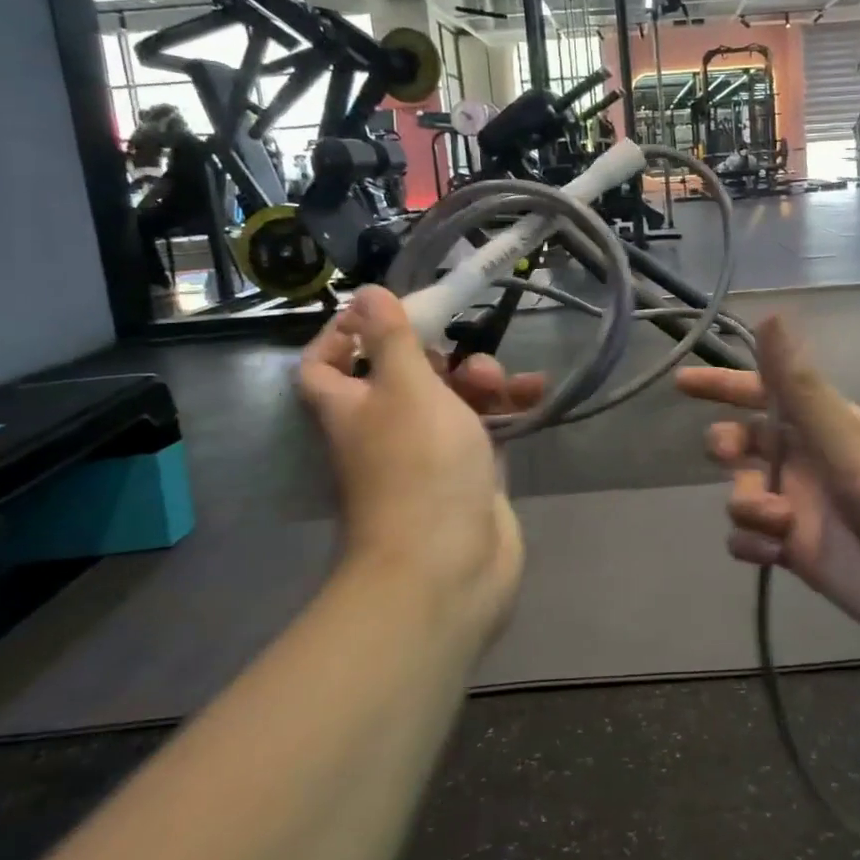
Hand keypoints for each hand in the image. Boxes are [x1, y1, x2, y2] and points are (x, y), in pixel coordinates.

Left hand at [298, 288, 543, 645]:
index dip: (341, 334)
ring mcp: (429, 453)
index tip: (380, 311)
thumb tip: (364, 293)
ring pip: (451, 399)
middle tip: (463, 346)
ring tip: (505, 381)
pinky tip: (535, 394)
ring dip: (480, 379)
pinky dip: (507, 408)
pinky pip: (486, 426)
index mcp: (352, 407)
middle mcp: (384, 428)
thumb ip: (391, 339)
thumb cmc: (419, 467)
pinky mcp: (469, 473)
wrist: (449, 566)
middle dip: (438, 353)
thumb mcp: (406, 388)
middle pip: (403, 375)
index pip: (324, 364)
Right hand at [676, 318, 859, 663]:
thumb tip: (769, 315)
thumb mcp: (848, 442)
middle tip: (732, 458)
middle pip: (745, 443)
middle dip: (728, 447)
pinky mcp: (800, 553)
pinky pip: (751, 540)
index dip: (723, 385)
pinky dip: (750, 544)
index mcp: (822, 424)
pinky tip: (769, 553)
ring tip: (778, 522)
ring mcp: (802, 508)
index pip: (763, 392)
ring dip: (746, 504)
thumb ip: (801, 386)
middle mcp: (808, 460)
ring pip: (744, 494)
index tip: (681, 383)